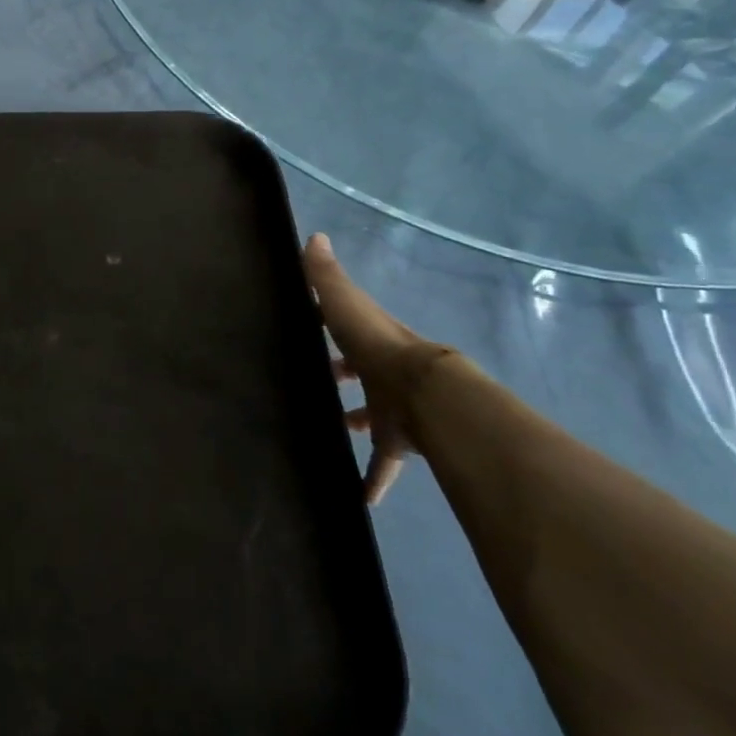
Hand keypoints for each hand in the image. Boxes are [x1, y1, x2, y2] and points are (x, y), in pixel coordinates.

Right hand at [303, 232, 449, 504]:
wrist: (427, 397)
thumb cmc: (378, 347)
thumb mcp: (346, 304)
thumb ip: (327, 276)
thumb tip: (314, 235)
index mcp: (370, 339)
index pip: (349, 328)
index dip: (330, 327)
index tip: (308, 331)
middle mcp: (383, 372)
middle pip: (361, 373)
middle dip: (341, 376)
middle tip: (313, 385)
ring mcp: (393, 408)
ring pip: (371, 416)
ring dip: (354, 422)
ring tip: (327, 431)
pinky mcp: (399, 443)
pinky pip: (382, 464)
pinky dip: (372, 480)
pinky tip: (358, 499)